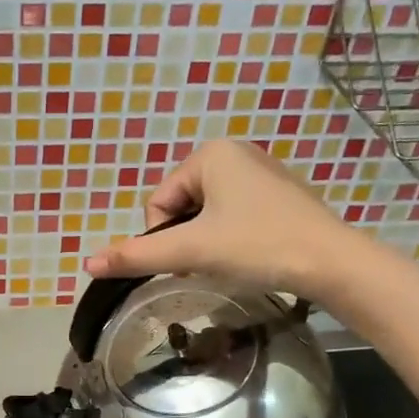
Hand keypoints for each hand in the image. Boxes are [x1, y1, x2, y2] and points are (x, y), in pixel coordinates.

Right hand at [84, 140, 356, 301]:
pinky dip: (232, 238)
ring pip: (208, 215)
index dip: (164, 238)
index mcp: (210, 153)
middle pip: (182, 207)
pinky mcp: (280, 194)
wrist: (330, 262)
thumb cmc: (257, 246)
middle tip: (210, 263)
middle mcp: (236, 152)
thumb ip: (138, 255)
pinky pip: (235, 215)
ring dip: (207, 242)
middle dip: (187, 239)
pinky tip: (251, 254)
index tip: (189, 259)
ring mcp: (261, 172)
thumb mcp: (192, 250)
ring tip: (232, 261)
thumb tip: (88, 265)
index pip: (159, 202)